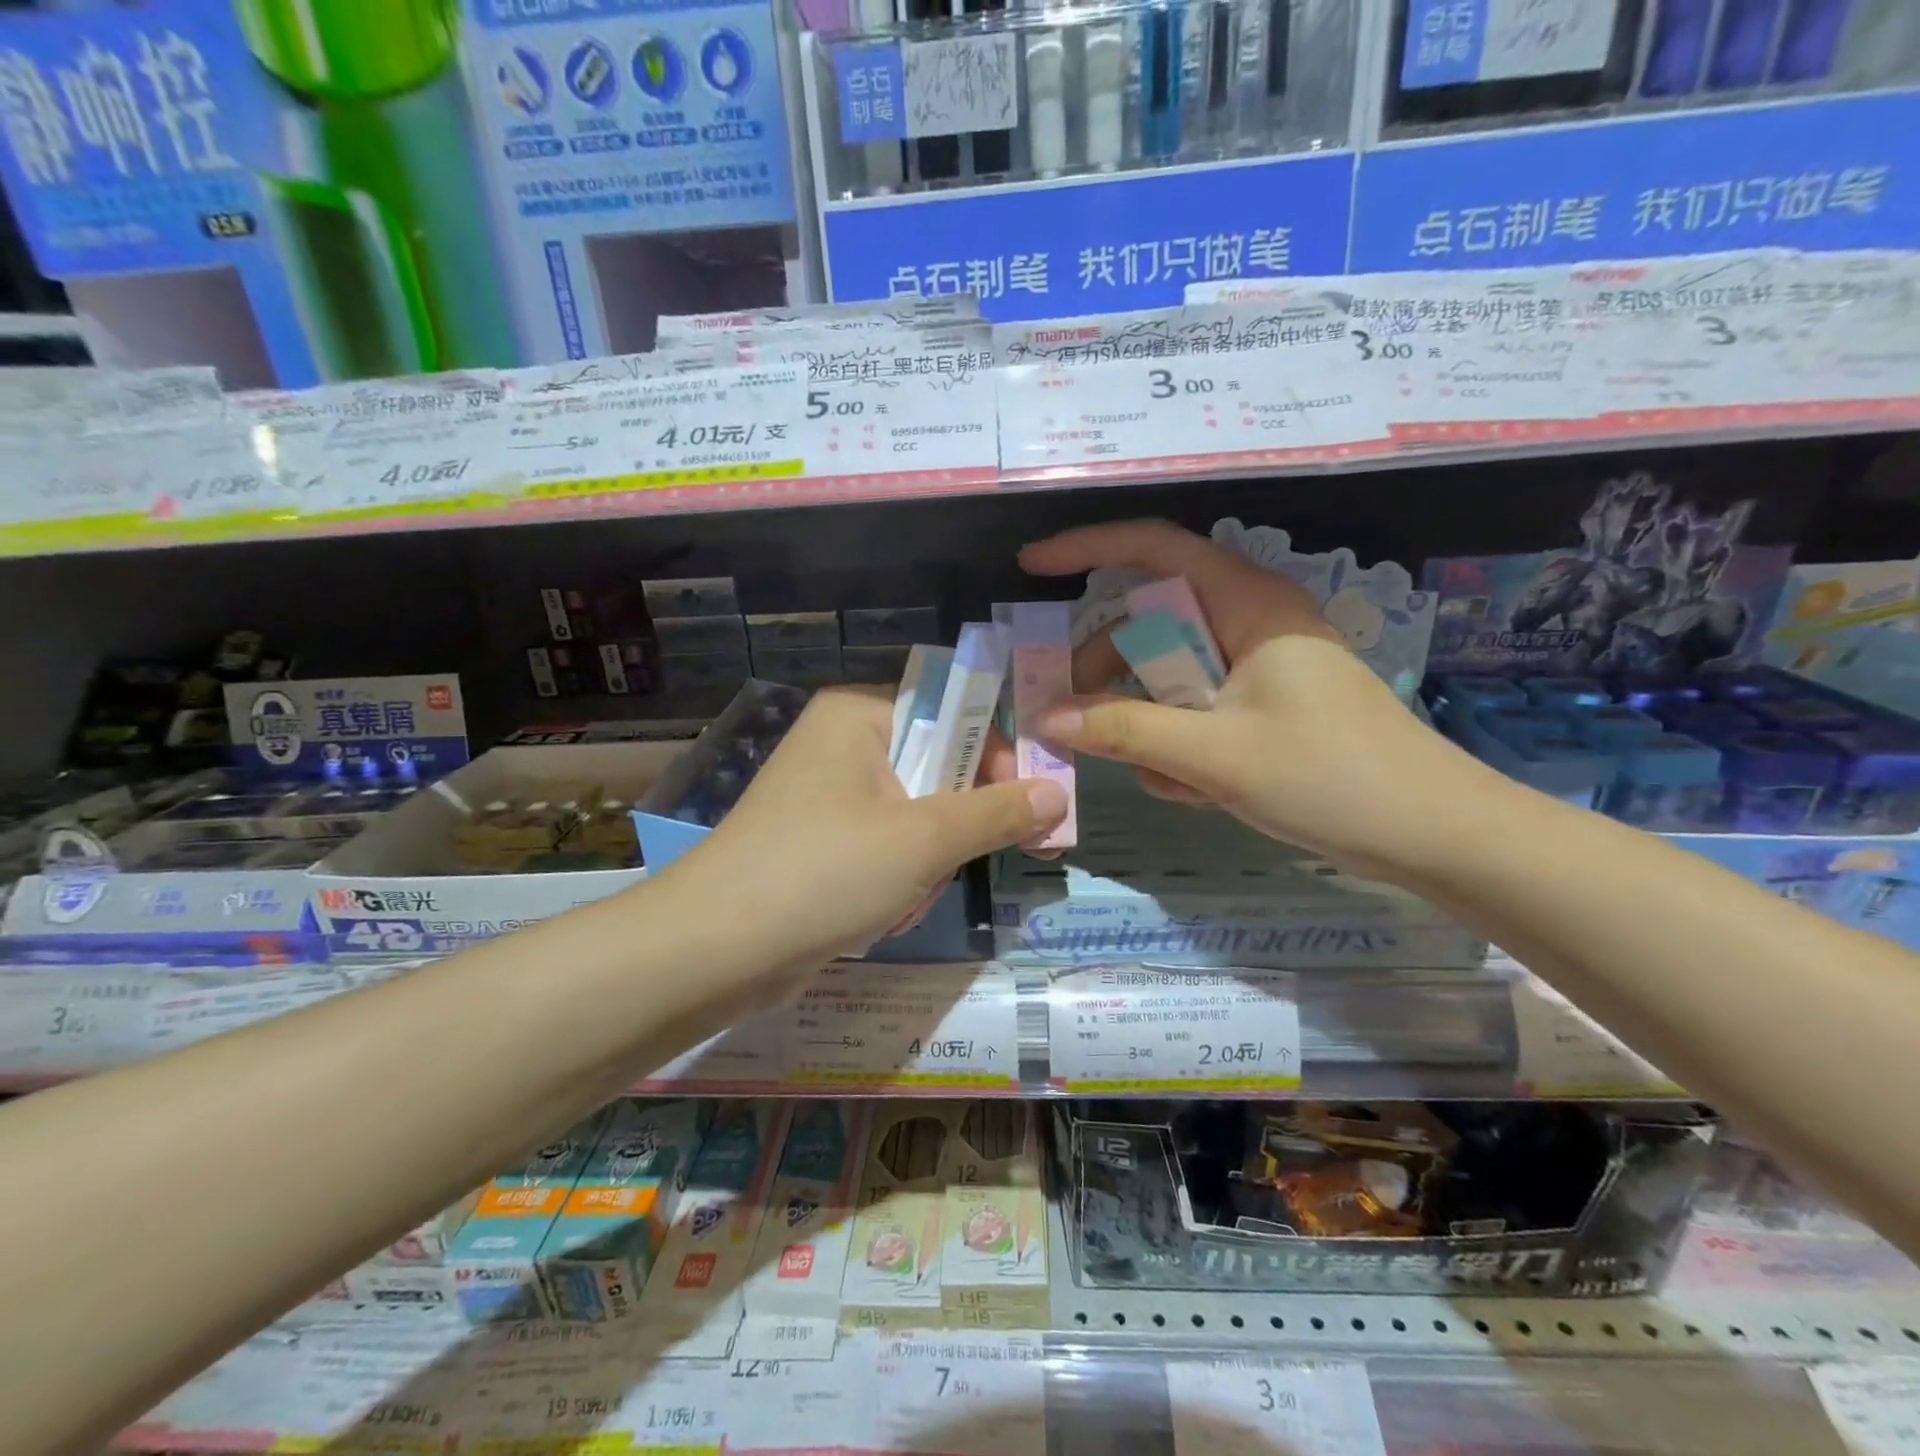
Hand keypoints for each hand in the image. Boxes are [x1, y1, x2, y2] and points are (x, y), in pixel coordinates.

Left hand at [664, 685, 1068, 969]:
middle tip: (948, 865)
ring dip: (923, 868)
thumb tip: (1059, 793)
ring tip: (897, 898)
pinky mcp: (821, 846)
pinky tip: (875, 916)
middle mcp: (842, 745)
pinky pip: (887, 852)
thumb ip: (998, 812)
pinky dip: (895, 885)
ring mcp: (828, 798)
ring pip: (918, 821)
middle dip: (950, 832)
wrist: (715, 952)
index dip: (997, 756)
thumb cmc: (824, 871)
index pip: (954, 713)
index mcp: (859, 715)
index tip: (1032, 805)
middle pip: (939, 772)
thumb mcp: (924, 839)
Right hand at [1019, 519, 1485, 872]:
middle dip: (1109, 674)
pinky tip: (1200, 792)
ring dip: (1151, 728)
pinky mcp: (1262, 706)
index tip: (1031, 566)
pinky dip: (1181, 749)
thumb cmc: (1331, 777)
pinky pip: (1194, 712)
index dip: (1087, 548)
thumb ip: (1124, 731)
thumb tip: (1046, 717)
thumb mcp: (1214, 755)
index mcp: (1247, 604)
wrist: (1433, 835)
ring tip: (1171, 781)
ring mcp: (1256, 667)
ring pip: (1168, 678)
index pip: (1154, 548)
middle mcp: (1248, 622)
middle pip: (1150, 624)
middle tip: (1069, 718)